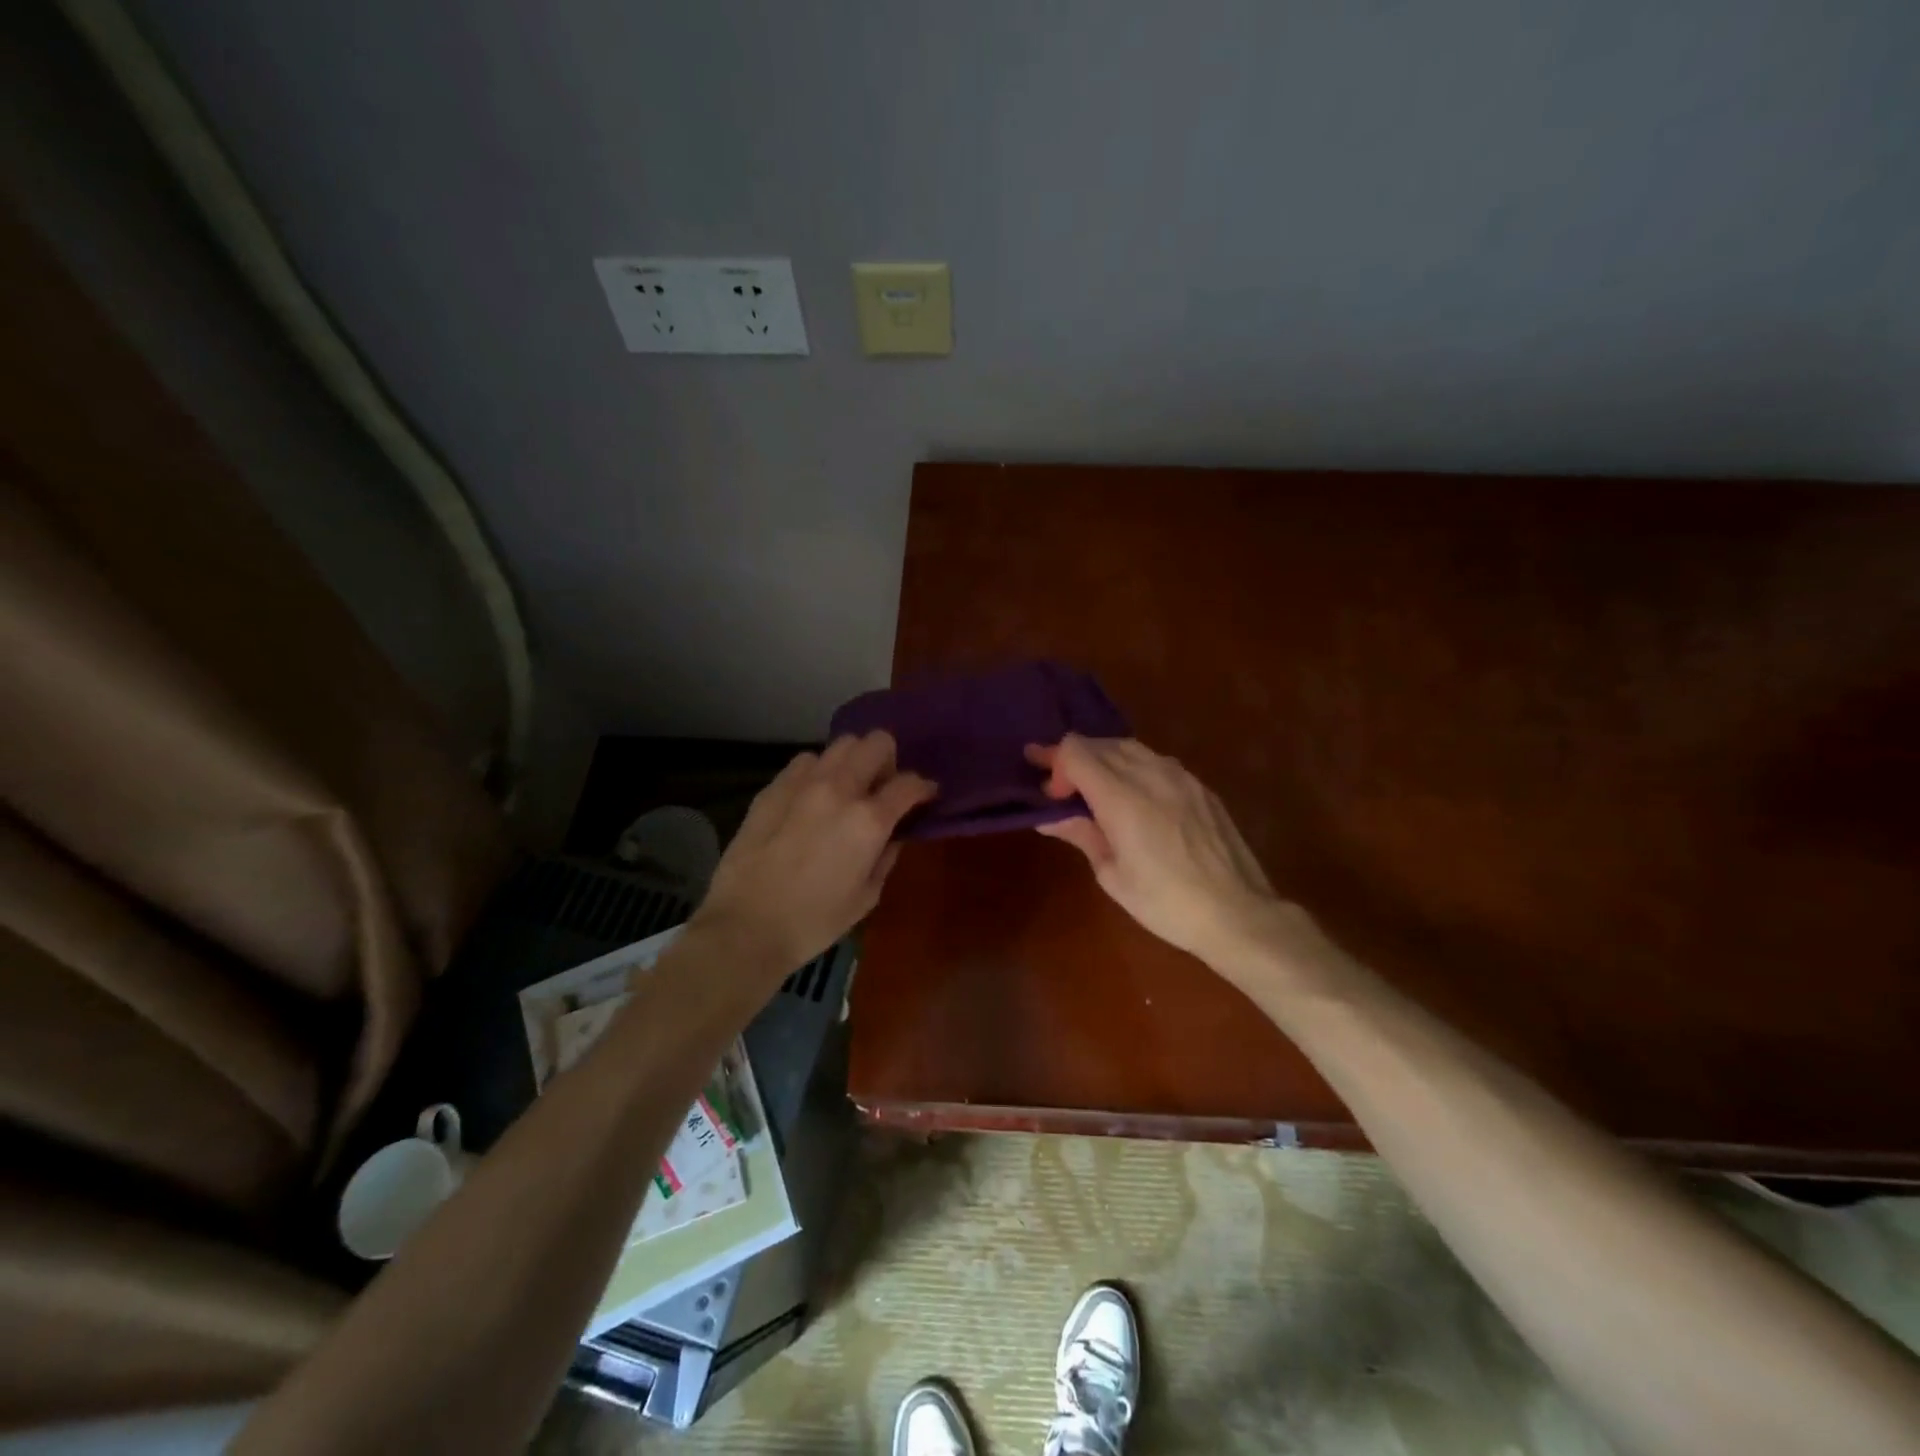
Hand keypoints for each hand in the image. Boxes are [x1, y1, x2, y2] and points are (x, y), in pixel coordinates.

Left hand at [692, 732, 935, 974]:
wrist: (746, 927)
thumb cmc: (814, 922)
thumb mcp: (867, 897)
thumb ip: (886, 857)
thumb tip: (893, 834)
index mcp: (869, 821)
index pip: (910, 784)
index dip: (924, 788)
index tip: (925, 796)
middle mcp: (839, 789)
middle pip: (876, 743)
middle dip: (889, 760)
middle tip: (883, 787)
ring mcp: (802, 783)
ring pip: (841, 744)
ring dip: (853, 761)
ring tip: (847, 788)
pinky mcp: (772, 788)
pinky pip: (805, 762)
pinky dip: (819, 771)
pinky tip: (813, 796)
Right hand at [1027, 736, 1290, 971]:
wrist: (1238, 912)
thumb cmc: (1166, 903)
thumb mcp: (1112, 875)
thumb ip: (1082, 835)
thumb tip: (1049, 817)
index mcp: (1122, 796)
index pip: (1075, 751)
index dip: (1054, 764)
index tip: (1050, 794)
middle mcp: (1150, 773)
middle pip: (1099, 743)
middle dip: (1073, 759)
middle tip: (1059, 788)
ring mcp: (1180, 776)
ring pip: (1129, 747)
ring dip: (1103, 759)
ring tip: (1093, 788)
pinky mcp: (1199, 785)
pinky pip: (1155, 761)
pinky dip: (1132, 767)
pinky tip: (1133, 795)